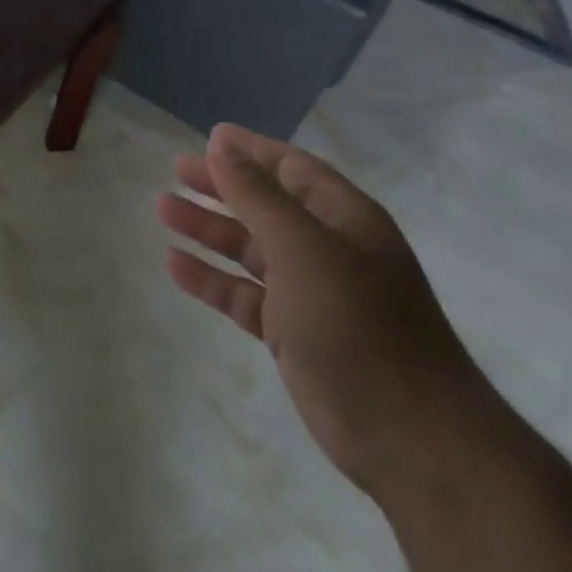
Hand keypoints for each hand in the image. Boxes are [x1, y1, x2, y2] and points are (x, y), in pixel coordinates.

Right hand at [159, 123, 485, 499]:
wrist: (407, 434)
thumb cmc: (357, 323)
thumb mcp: (303, 248)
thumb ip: (257, 196)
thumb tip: (221, 145)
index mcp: (344, 219)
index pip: (293, 168)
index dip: (251, 150)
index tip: (208, 137)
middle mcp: (328, 249)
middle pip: (265, 205)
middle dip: (222, 187)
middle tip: (175, 171)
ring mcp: (310, 293)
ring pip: (249, 249)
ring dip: (209, 229)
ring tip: (164, 210)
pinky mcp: (291, 333)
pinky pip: (242, 294)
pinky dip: (211, 279)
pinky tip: (175, 264)